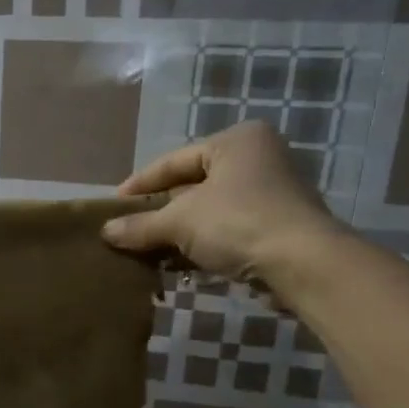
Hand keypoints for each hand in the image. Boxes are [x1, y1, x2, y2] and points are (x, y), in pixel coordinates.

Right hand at [101, 122, 344, 286]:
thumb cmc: (238, 223)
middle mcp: (257, 159)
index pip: (174, 161)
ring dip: (178, 235)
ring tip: (146, 252)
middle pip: (192, 186)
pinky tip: (177, 266)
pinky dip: (201, 247)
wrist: (303, 263)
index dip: (140, 185)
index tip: (112, 206)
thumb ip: (141, 225)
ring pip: (208, 212)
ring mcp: (270, 194)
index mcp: (236, 141)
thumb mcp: (179, 222)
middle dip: (159, 213)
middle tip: (128, 230)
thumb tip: (105, 232)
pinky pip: (226, 231)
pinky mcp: (276, 227)